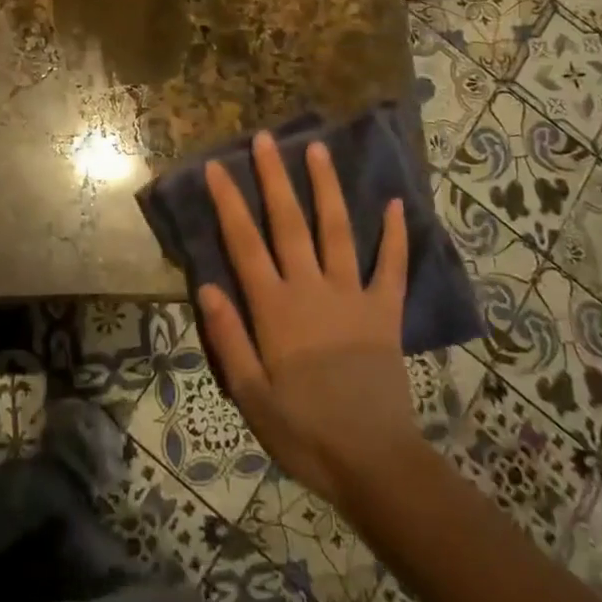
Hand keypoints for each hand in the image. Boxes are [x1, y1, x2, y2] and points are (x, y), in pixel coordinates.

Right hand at [199, 133, 421, 508]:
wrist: (374, 463)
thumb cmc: (304, 432)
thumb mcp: (251, 396)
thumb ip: (228, 338)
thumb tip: (205, 285)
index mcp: (275, 308)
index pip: (244, 244)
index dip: (228, 203)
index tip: (216, 167)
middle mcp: (311, 289)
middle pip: (289, 223)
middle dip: (275, 178)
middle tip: (266, 139)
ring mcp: (352, 296)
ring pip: (336, 230)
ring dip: (326, 188)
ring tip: (318, 149)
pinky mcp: (385, 312)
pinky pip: (392, 267)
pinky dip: (395, 235)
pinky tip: (396, 204)